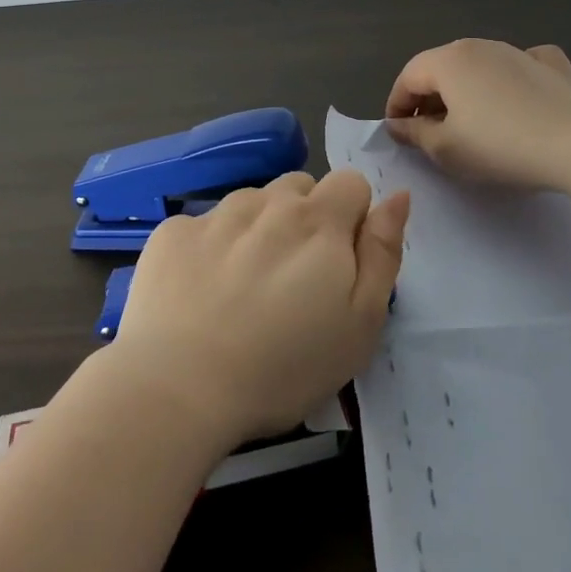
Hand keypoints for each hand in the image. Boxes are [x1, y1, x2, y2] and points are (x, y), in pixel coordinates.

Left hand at [110, 170, 409, 446]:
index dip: (352, 218)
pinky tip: (201, 292)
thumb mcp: (360, 323)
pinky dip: (211, 247)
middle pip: (300, 187)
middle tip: (294, 279)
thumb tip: (397, 195)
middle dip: (306, 219)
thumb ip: (382, 253)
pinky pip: (205, 225)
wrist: (178, 388)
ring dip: (260, 228)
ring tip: (246, 287)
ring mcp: (215, 214)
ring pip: (252, 202)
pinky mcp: (173, 233)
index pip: (351, 183)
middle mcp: (267, 203)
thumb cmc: (285, 367)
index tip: (339, 263)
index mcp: (318, 221)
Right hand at [384, 38, 570, 189]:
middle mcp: (478, 46)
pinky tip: (515, 94)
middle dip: (428, 97)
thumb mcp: (445, 149)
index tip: (397, 133)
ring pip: (477, 66)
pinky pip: (517, 65)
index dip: (396, 104)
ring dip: (464, 90)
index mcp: (447, 60)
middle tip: (427, 132)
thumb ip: (414, 133)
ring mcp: (516, 51)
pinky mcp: (548, 65)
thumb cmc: (498, 146)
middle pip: (440, 67)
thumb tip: (398, 124)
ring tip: (467, 122)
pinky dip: (508, 77)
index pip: (408, 77)